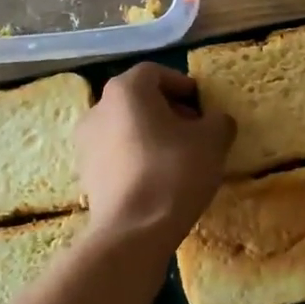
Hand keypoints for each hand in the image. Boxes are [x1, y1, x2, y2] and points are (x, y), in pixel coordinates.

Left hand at [76, 63, 234, 253]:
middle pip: (138, 100)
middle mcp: (98, 108)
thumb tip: (216, 122)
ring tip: (179, 159)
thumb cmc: (174, 173)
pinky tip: (158, 180)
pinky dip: (137, 158)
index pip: (156, 73)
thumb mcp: (212, 141)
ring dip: (152, 136)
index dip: (183, 85)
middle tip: (195, 132)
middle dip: (168, 111)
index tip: (203, 106)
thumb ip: (218, 121)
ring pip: (126, 128)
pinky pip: (117, 154)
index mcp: (126, 90)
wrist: (133, 230)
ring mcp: (86, 142)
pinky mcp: (86, 173)